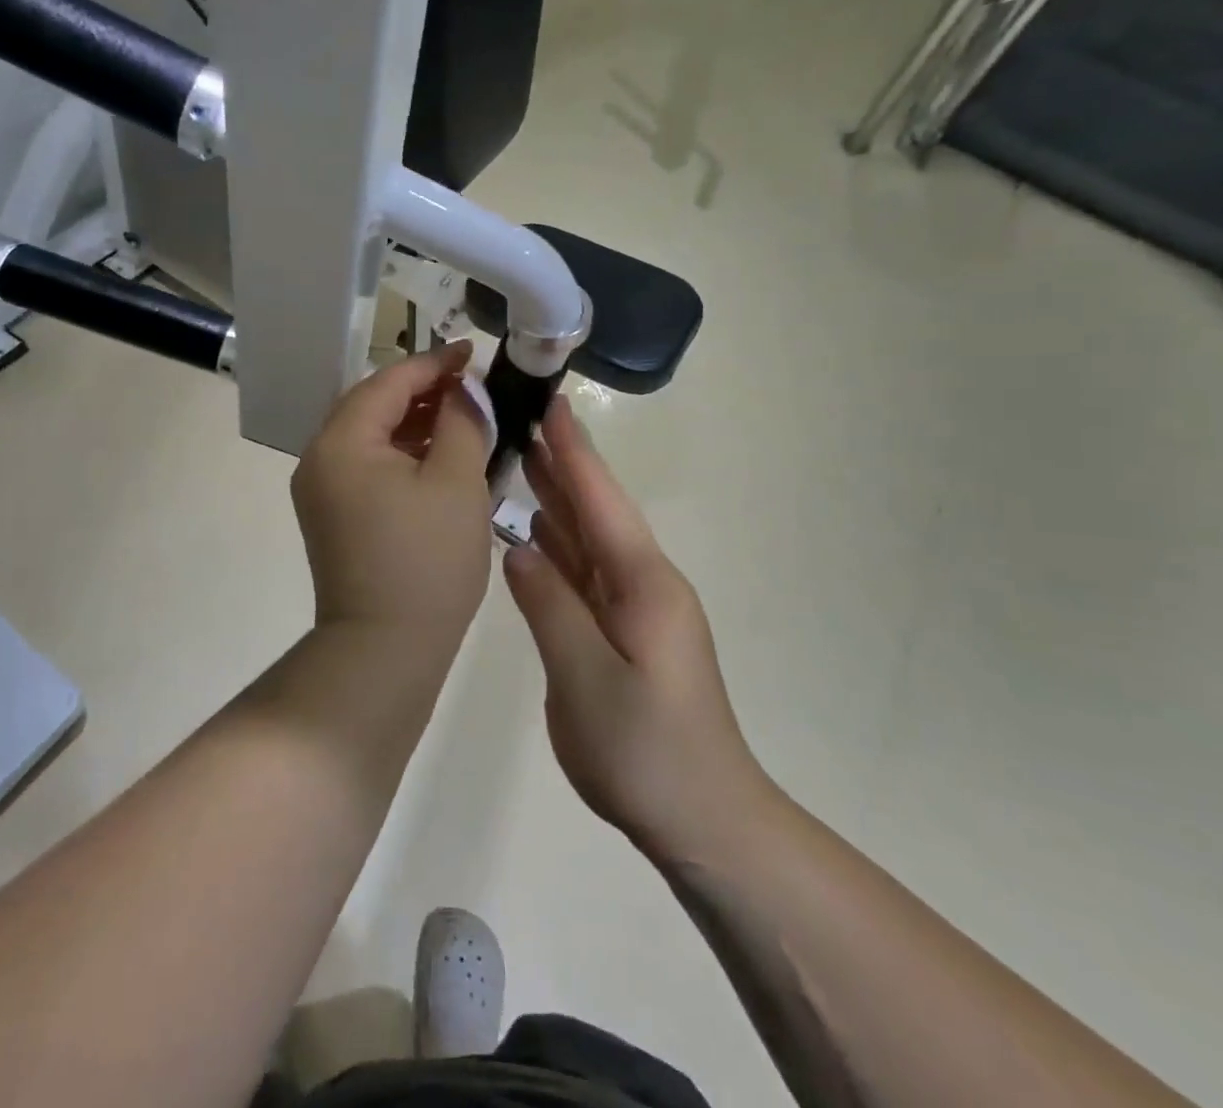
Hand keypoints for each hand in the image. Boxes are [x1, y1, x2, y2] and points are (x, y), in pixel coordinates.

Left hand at [292, 342, 494, 638]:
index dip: (435, 363)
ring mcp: (320, 488)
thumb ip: (463, 421)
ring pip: (370, 435)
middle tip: (472, 387)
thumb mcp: (457, 482)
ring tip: (462, 418)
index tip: (474, 352)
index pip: (389, 380)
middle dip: (423, 390)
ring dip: (413, 421)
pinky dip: (401, 453)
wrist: (383, 650)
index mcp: (342, 441)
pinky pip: (366, 464)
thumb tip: (464, 389)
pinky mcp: (331, 514)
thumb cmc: (427, 562)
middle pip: (373, 404)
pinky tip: (437, 456)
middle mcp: (319, 457)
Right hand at [504, 394, 767, 862]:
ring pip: (588, 540)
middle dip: (561, 465)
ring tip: (519, 462)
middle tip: (521, 422)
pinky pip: (585, 574)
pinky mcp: (625, 633)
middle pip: (595, 511)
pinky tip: (531, 535)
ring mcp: (635, 609)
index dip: (574, 452)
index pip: (600, 500)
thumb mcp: (586, 678)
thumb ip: (549, 606)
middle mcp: (642, 583)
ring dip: (556, 501)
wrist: (704, 819)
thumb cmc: (645, 751)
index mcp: (642, 583)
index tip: (551, 404)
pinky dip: (557, 547)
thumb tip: (518, 548)